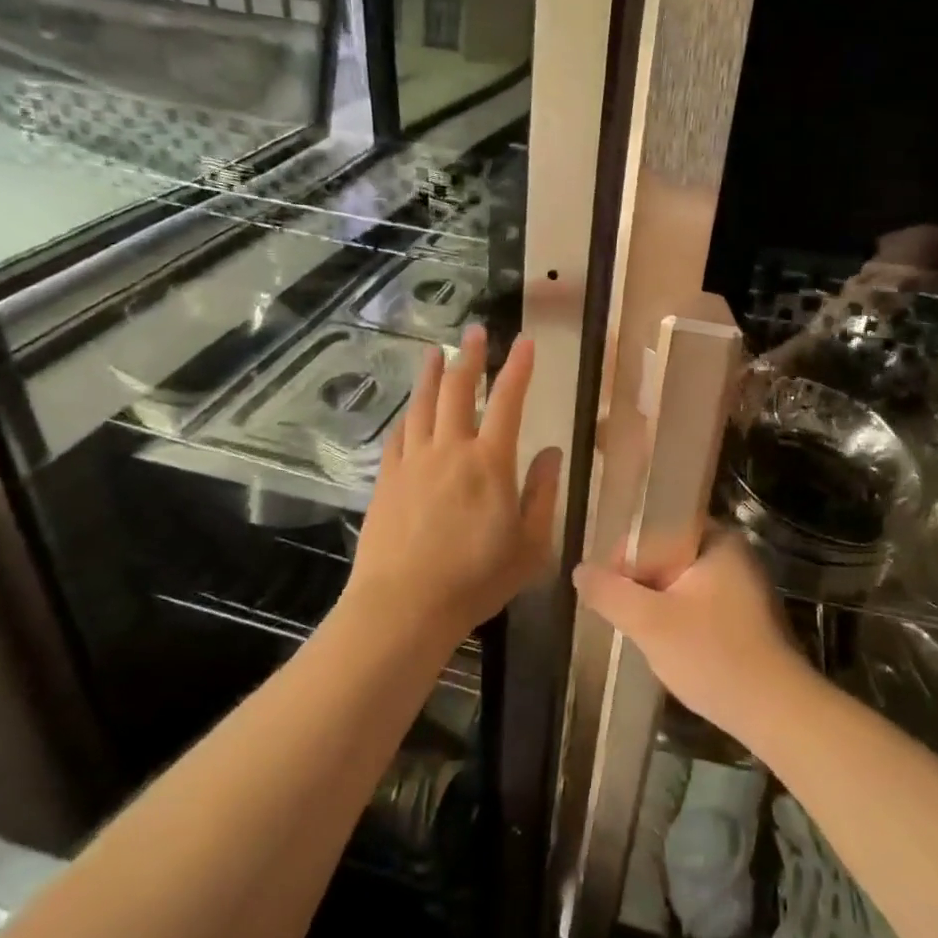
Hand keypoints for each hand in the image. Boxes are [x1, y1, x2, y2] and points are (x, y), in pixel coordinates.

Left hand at [346, 325, 561, 640]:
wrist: (404, 606)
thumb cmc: (476, 580)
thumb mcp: (530, 545)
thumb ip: (541, 494)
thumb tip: (550, 453)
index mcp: (490, 463)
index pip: (509, 402)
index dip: (519, 368)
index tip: (525, 342)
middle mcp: (450, 450)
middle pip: (460, 391)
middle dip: (471, 357)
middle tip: (476, 331)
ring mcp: (413, 462)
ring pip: (423, 405)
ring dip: (433, 375)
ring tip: (436, 352)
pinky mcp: (386, 479)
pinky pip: (398, 435)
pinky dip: (407, 415)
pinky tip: (409, 410)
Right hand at [573, 533, 807, 741]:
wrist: (777, 711)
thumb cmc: (712, 655)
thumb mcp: (650, 623)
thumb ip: (610, 592)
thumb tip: (580, 571)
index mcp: (717, 539)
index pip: (655, 529)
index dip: (623, 557)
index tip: (606, 591)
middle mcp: (733, 554)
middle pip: (667, 556)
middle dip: (640, 585)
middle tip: (620, 616)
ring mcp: (742, 586)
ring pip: (681, 584)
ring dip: (657, 605)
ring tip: (640, 633)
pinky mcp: (745, 617)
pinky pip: (698, 604)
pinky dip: (678, 619)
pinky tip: (668, 647)